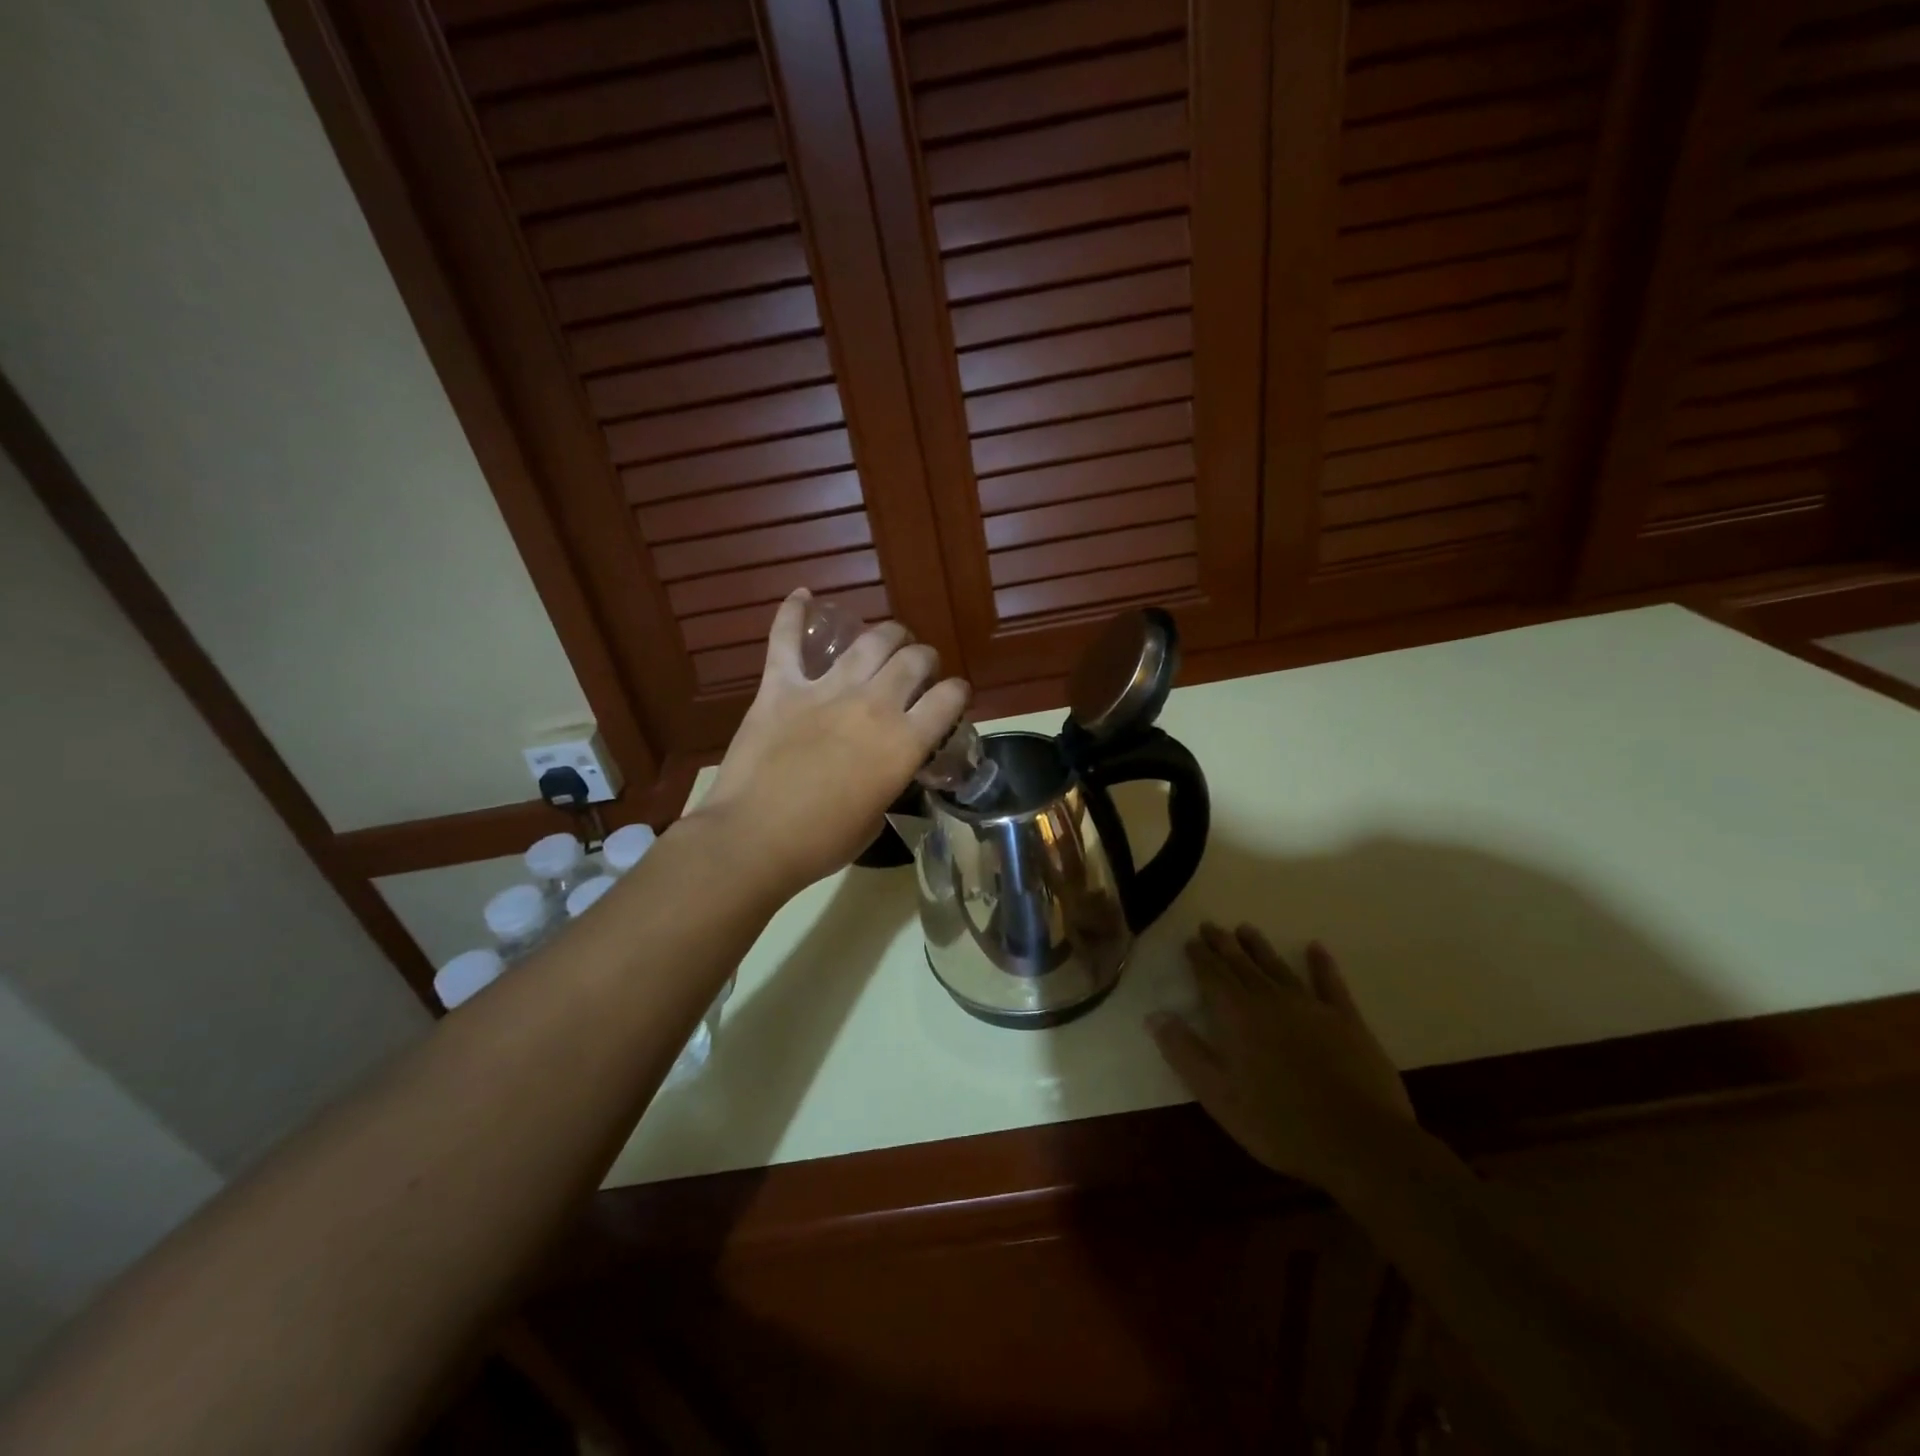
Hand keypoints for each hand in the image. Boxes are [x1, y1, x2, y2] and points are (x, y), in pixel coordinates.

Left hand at [689, 590, 969, 892]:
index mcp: (903, 742)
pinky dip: (793, 615)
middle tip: (918, 668)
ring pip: (868, 641)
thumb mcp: (876, 816)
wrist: (754, 839)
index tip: (954, 695)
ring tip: (888, 637)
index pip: (949, 698)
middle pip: (913, 660)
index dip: (957, 692)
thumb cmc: (821, 842)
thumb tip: (888, 765)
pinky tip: (802, 595)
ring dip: (886, 635)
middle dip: (924, 659)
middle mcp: (873, 705)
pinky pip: (786, 640)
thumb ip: (890, 779)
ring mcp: (825, 690)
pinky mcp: (781, 687)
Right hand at [1150, 924, 1414, 1189]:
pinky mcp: (1347, 1021)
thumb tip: (1155, 1015)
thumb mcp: (1218, 1095)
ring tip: (1246, 929)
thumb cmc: (1279, 1123)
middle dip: (1224, 944)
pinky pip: (1329, 984)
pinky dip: (1321, 964)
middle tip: (1211, 926)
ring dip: (1260, 947)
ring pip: (1278, 967)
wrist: (1359, 1142)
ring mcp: (1311, 1007)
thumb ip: (1184, 1052)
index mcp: (1237, 1016)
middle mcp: (1270, 1000)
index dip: (1199, 957)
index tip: (1191, 940)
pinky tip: (1316, 948)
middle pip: (1242, 965)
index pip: (1212, 976)